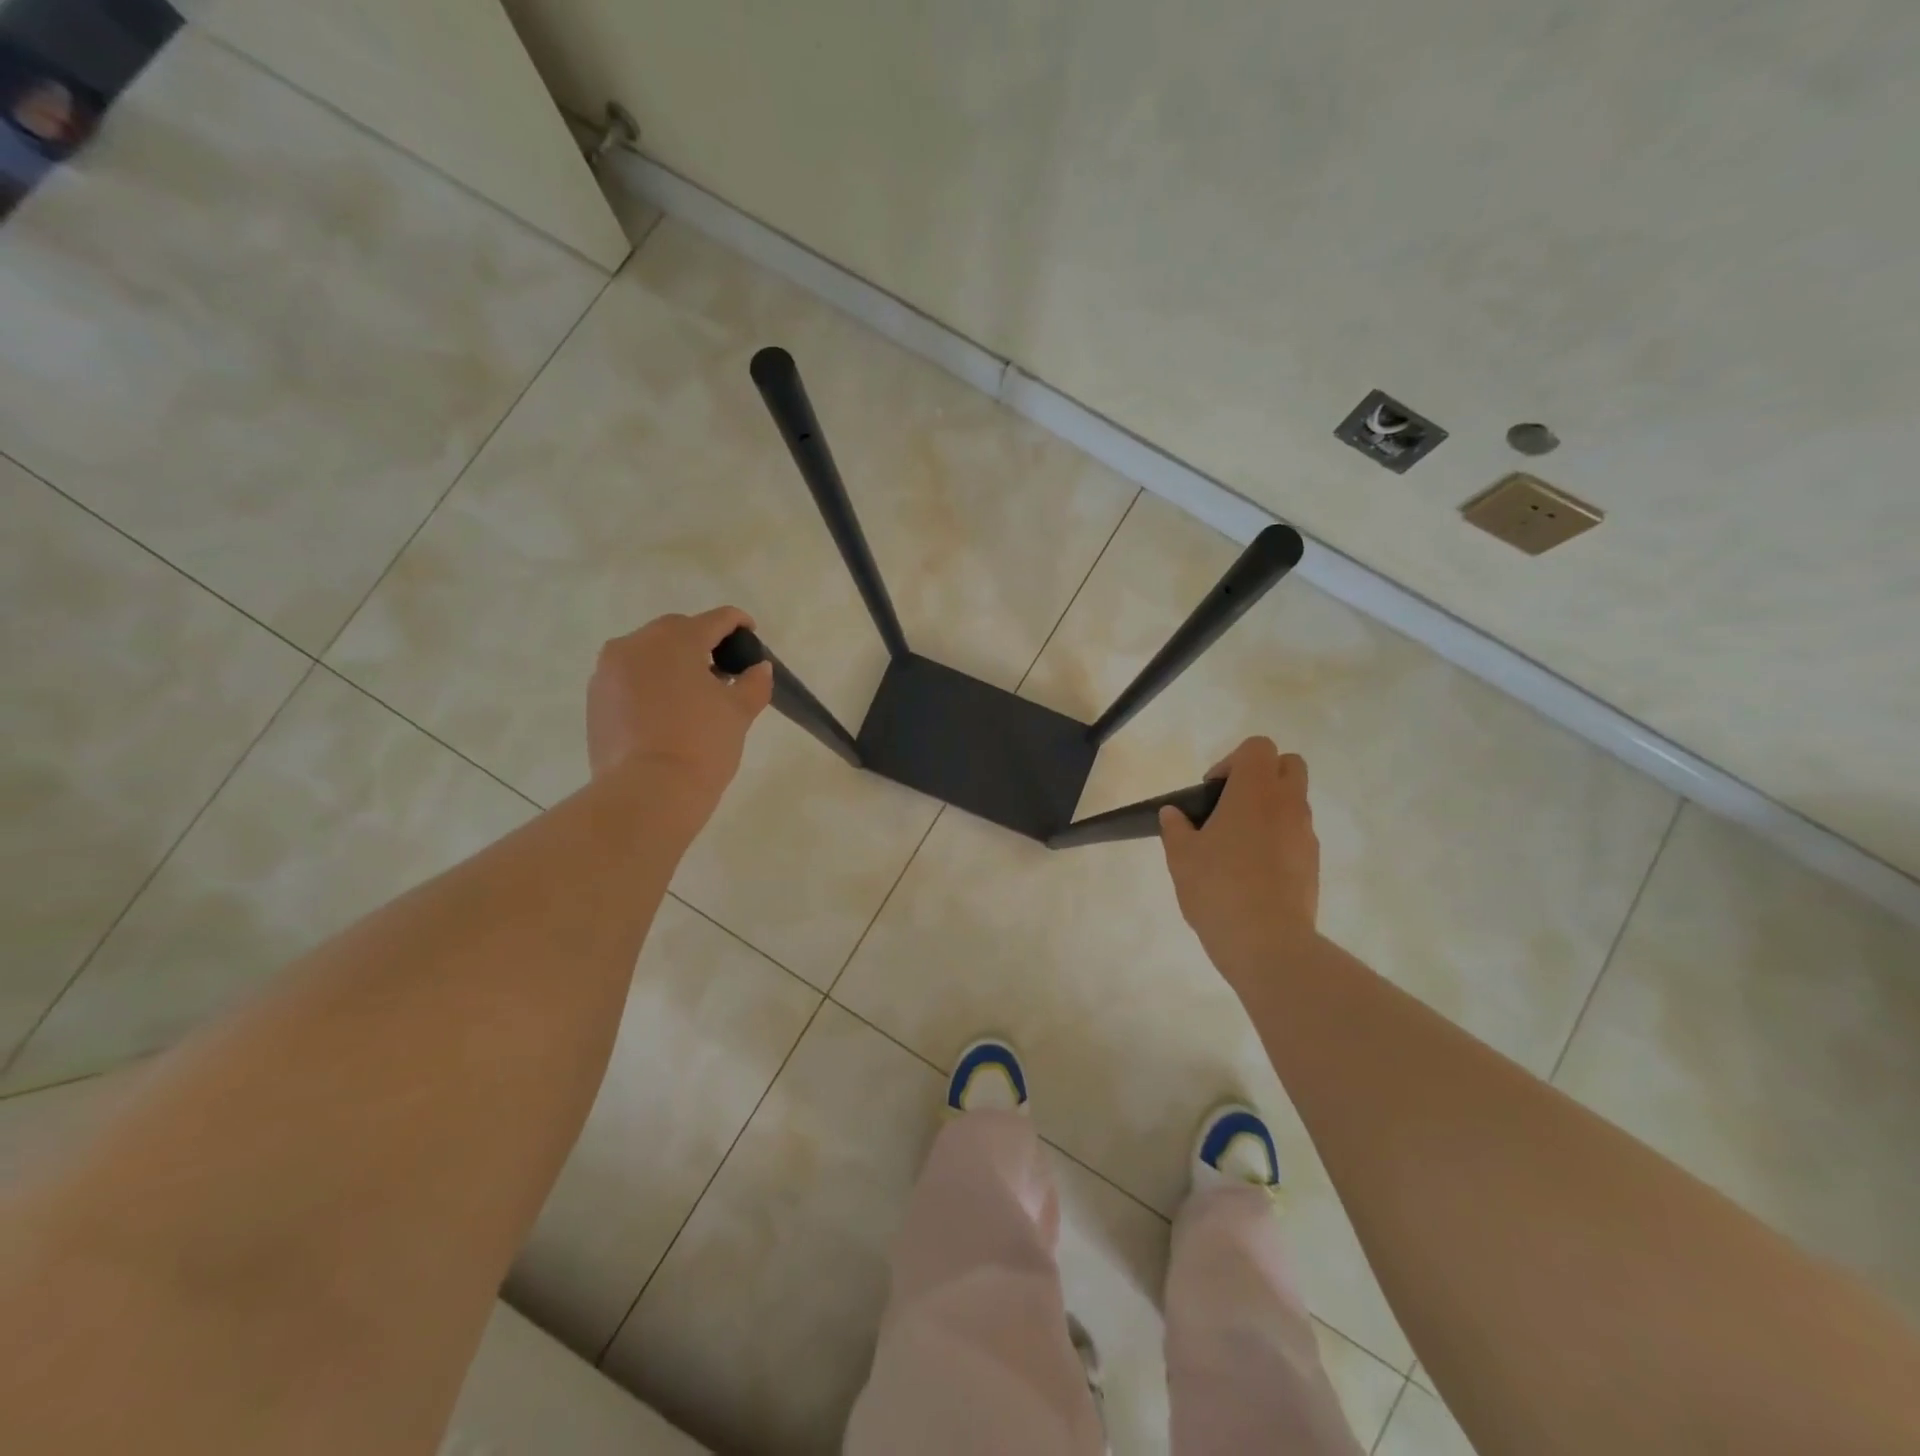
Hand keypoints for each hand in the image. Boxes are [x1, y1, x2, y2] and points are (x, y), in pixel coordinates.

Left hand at [586, 608, 773, 821]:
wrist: (648, 792)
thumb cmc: (702, 744)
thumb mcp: (739, 712)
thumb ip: (753, 682)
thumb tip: (758, 668)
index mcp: (676, 639)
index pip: (715, 620)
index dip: (738, 624)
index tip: (751, 635)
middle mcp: (637, 644)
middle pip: (677, 631)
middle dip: (702, 643)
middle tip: (724, 669)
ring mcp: (609, 670)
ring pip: (648, 653)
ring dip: (672, 662)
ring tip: (693, 691)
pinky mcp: (595, 698)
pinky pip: (629, 677)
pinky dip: (650, 683)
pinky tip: (667, 710)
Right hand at [1159, 737, 1318, 987]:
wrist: (1267, 942)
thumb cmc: (1218, 887)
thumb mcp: (1181, 856)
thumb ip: (1176, 828)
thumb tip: (1174, 814)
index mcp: (1255, 791)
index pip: (1258, 747)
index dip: (1233, 761)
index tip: (1213, 791)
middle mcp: (1287, 804)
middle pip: (1288, 765)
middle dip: (1262, 775)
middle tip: (1231, 805)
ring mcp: (1306, 835)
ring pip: (1295, 802)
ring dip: (1270, 809)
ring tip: (1237, 844)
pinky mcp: (1314, 864)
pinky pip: (1298, 835)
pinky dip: (1279, 839)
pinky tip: (1253, 871)